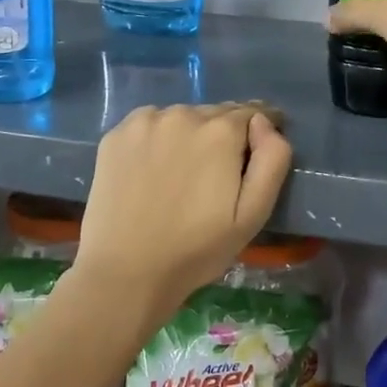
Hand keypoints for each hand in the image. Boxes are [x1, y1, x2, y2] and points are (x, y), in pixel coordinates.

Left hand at [72, 103, 292, 325]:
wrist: (126, 273)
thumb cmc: (197, 249)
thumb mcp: (253, 214)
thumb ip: (272, 160)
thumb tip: (265, 123)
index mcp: (220, 131)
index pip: (253, 113)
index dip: (260, 132)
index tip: (255, 154)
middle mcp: (182, 114)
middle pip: (216, 114)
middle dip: (225, 135)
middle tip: (218, 174)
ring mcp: (144, 122)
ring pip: (182, 118)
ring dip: (190, 135)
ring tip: (184, 173)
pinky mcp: (115, 135)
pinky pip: (149, 124)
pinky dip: (158, 138)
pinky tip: (153, 169)